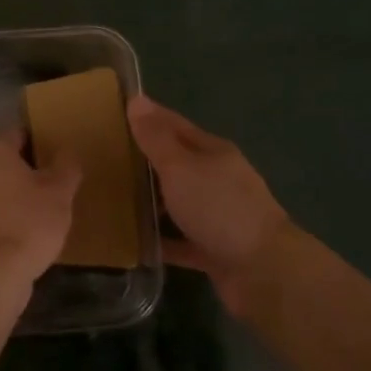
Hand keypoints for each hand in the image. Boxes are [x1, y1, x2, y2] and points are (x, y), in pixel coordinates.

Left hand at [0, 132, 81, 286]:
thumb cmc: (29, 222)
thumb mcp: (60, 192)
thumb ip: (66, 166)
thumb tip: (67, 151)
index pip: (20, 136)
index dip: (41, 148)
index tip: (57, 165)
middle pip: (2, 160)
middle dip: (23, 171)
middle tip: (48, 190)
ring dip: (8, 193)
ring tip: (35, 213)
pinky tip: (17, 231)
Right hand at [126, 95, 288, 308]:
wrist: (264, 272)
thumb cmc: (219, 208)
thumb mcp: (181, 167)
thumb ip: (156, 138)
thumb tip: (136, 99)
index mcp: (213, 152)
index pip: (175, 125)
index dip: (149, 117)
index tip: (117, 112)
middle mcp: (217, 179)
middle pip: (177, 164)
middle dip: (146, 160)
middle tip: (105, 158)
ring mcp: (218, 216)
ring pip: (178, 202)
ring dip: (152, 201)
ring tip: (113, 199)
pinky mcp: (214, 251)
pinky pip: (180, 241)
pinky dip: (161, 241)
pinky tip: (134, 242)